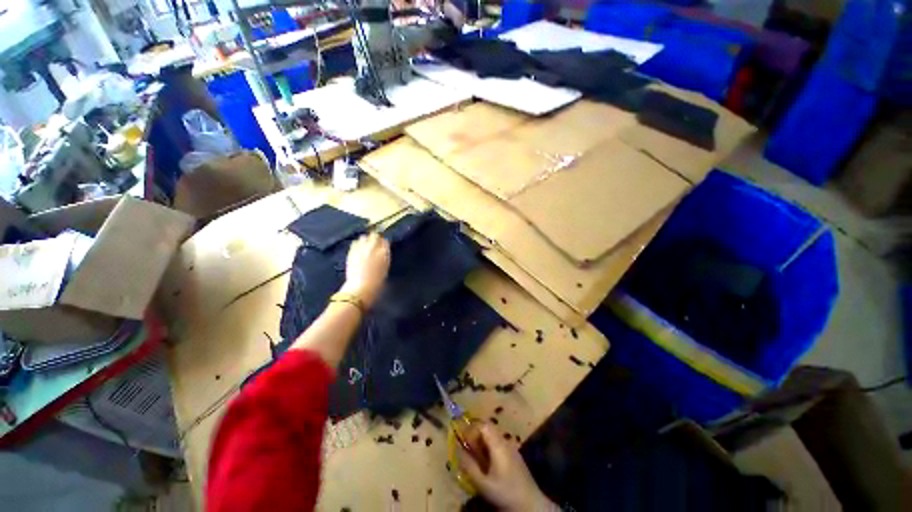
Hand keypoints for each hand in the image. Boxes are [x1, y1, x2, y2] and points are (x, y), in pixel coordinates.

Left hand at [341, 232, 389, 308]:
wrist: (360, 287)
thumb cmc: (376, 281)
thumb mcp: (385, 267)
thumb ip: (384, 255)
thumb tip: (383, 248)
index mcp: (384, 252)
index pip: (385, 241)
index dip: (383, 243)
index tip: (383, 246)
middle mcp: (372, 247)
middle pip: (374, 236)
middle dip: (375, 238)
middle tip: (375, 244)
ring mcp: (360, 249)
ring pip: (363, 237)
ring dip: (365, 240)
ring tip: (365, 246)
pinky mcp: (351, 252)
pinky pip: (355, 243)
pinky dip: (357, 244)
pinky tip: (358, 250)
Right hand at [459, 423, 555, 511]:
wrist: (530, 503)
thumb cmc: (505, 492)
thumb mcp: (483, 484)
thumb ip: (470, 467)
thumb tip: (458, 451)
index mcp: (498, 445)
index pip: (483, 425)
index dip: (471, 429)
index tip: (464, 440)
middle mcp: (505, 441)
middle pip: (488, 428)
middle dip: (476, 435)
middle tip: (468, 448)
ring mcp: (511, 447)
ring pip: (493, 436)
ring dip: (482, 442)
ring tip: (476, 456)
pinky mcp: (514, 455)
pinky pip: (499, 443)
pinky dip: (489, 447)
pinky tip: (487, 462)